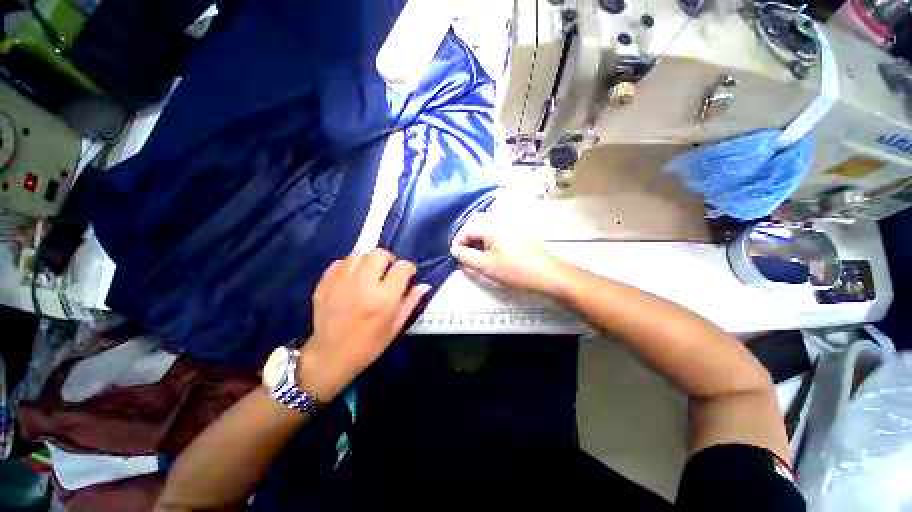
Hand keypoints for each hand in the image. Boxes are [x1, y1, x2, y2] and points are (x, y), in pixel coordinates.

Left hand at [298, 249, 430, 401]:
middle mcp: (362, 284)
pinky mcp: (324, 283)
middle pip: (379, 254)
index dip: (409, 268)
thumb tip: (425, 285)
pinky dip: (349, 266)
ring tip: (369, 274)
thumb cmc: (369, 344)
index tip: (408, 275)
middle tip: (388, 273)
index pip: (402, 267)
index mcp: (383, 298)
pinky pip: (340, 262)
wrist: (330, 356)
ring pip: (359, 254)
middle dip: (389, 260)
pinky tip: (351, 280)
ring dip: (368, 261)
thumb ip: (411, 301)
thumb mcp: (396, 326)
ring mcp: (340, 282)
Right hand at [450, 213, 571, 297]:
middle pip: (476, 224)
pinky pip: (497, 233)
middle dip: (466, 239)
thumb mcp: (486, 266)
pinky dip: (488, 242)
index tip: (456, 257)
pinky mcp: (518, 235)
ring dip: (477, 241)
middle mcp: (501, 221)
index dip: (458, 242)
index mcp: (492, 226)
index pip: (466, 228)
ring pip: (487, 229)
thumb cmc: (516, 270)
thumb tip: (456, 250)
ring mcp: (511, 227)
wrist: (550, 275)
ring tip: (476, 257)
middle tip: (465, 255)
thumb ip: (466, 256)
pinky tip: (491, 255)